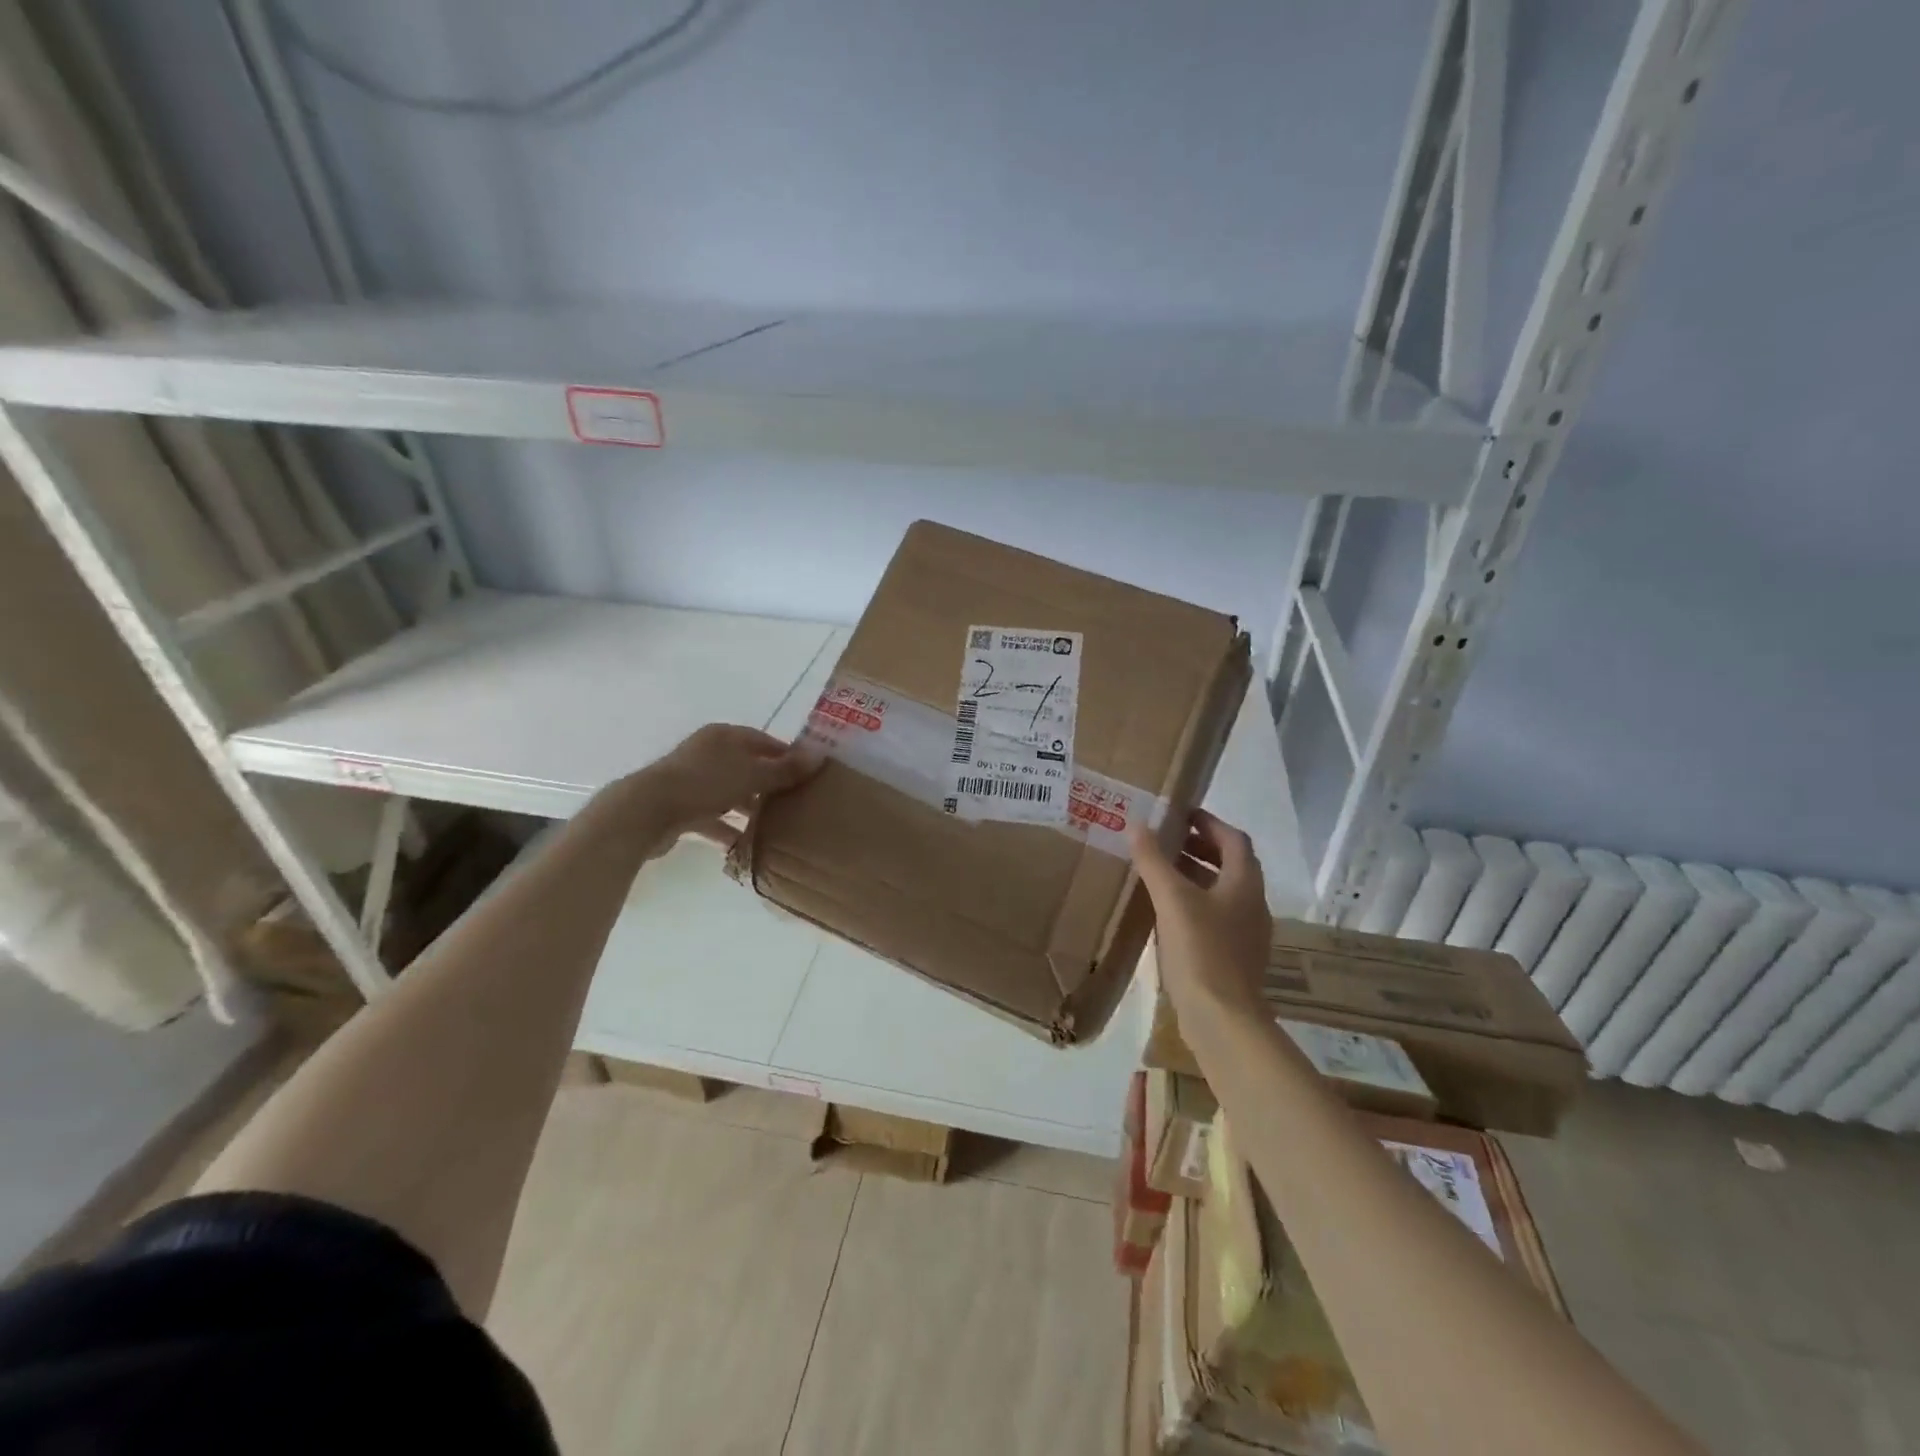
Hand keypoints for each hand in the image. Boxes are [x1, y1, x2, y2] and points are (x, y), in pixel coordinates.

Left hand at [601, 724, 817, 856]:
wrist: (646, 812)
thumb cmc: (704, 783)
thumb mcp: (752, 774)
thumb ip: (785, 769)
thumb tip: (820, 756)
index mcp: (724, 736)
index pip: (764, 741)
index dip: (788, 756)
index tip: (809, 777)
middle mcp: (708, 753)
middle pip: (748, 767)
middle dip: (770, 786)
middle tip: (797, 804)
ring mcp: (692, 781)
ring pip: (730, 794)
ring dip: (750, 810)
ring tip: (777, 828)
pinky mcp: (681, 808)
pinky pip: (713, 818)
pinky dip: (728, 830)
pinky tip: (747, 847)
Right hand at [1128, 809, 1271, 1025]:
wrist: (1223, 1019)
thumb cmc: (1201, 950)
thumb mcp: (1172, 899)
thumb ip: (1154, 860)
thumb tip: (1136, 824)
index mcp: (1244, 884)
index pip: (1233, 839)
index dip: (1209, 822)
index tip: (1180, 814)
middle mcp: (1252, 904)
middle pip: (1231, 864)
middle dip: (1200, 848)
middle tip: (1166, 841)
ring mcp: (1246, 933)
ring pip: (1223, 892)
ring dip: (1196, 876)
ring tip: (1161, 873)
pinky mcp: (1235, 957)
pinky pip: (1216, 916)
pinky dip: (1194, 903)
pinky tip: (1167, 913)